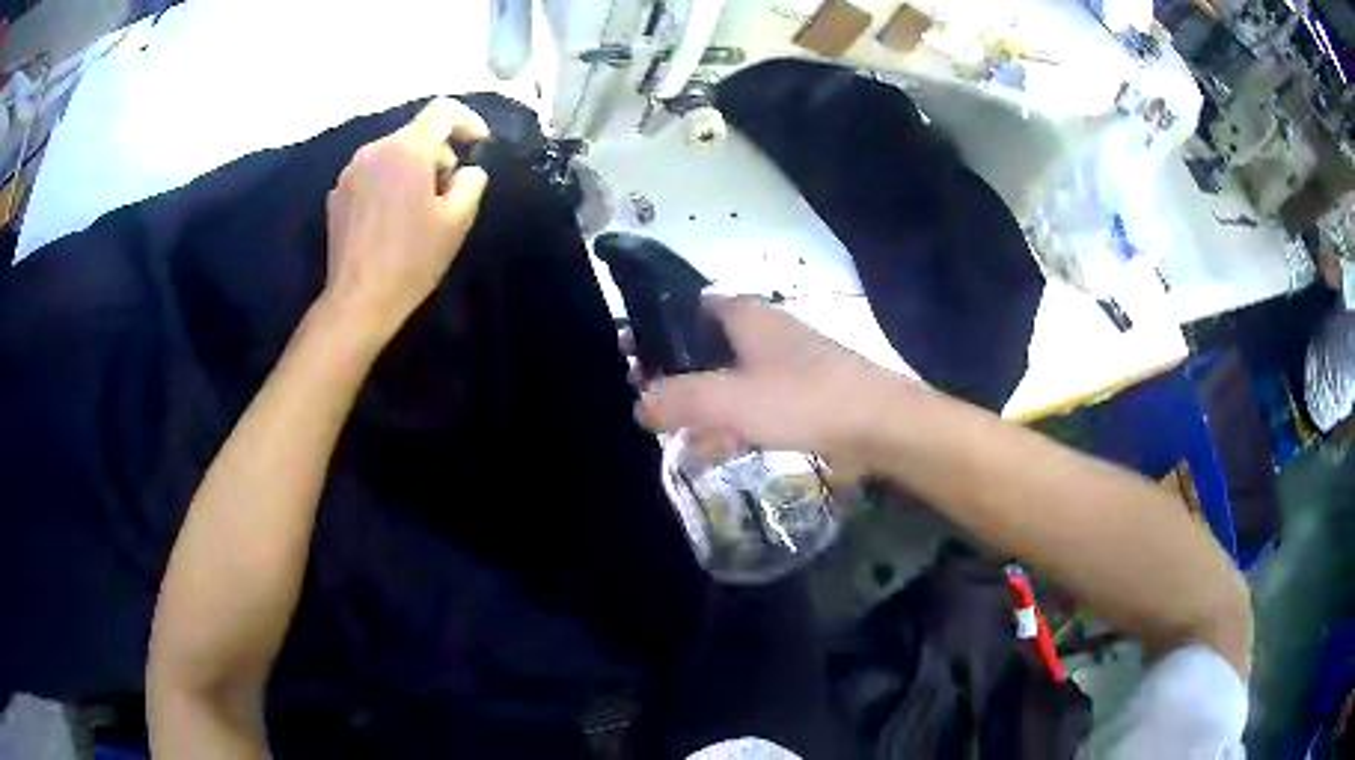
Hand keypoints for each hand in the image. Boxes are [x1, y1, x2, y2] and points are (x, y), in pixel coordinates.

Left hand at [321, 97, 490, 339]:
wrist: (359, 301)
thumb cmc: (412, 261)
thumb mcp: (457, 221)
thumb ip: (471, 182)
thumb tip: (467, 170)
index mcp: (406, 151)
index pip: (443, 110)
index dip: (468, 121)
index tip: (478, 145)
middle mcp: (374, 150)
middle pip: (416, 133)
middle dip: (439, 152)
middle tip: (448, 190)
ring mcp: (350, 172)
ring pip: (392, 153)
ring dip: (412, 168)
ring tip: (417, 208)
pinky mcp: (336, 194)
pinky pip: (371, 173)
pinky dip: (387, 183)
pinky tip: (390, 219)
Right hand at [634, 296, 905, 468]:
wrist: (880, 426)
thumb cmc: (802, 400)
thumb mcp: (729, 400)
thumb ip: (678, 400)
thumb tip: (640, 404)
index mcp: (744, 315)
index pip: (686, 307)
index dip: (656, 329)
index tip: (630, 359)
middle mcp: (762, 331)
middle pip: (704, 347)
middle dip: (675, 377)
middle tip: (647, 406)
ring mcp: (783, 364)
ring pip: (728, 379)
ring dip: (702, 406)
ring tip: (675, 437)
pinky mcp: (800, 395)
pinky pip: (753, 404)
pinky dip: (731, 422)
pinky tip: (715, 449)